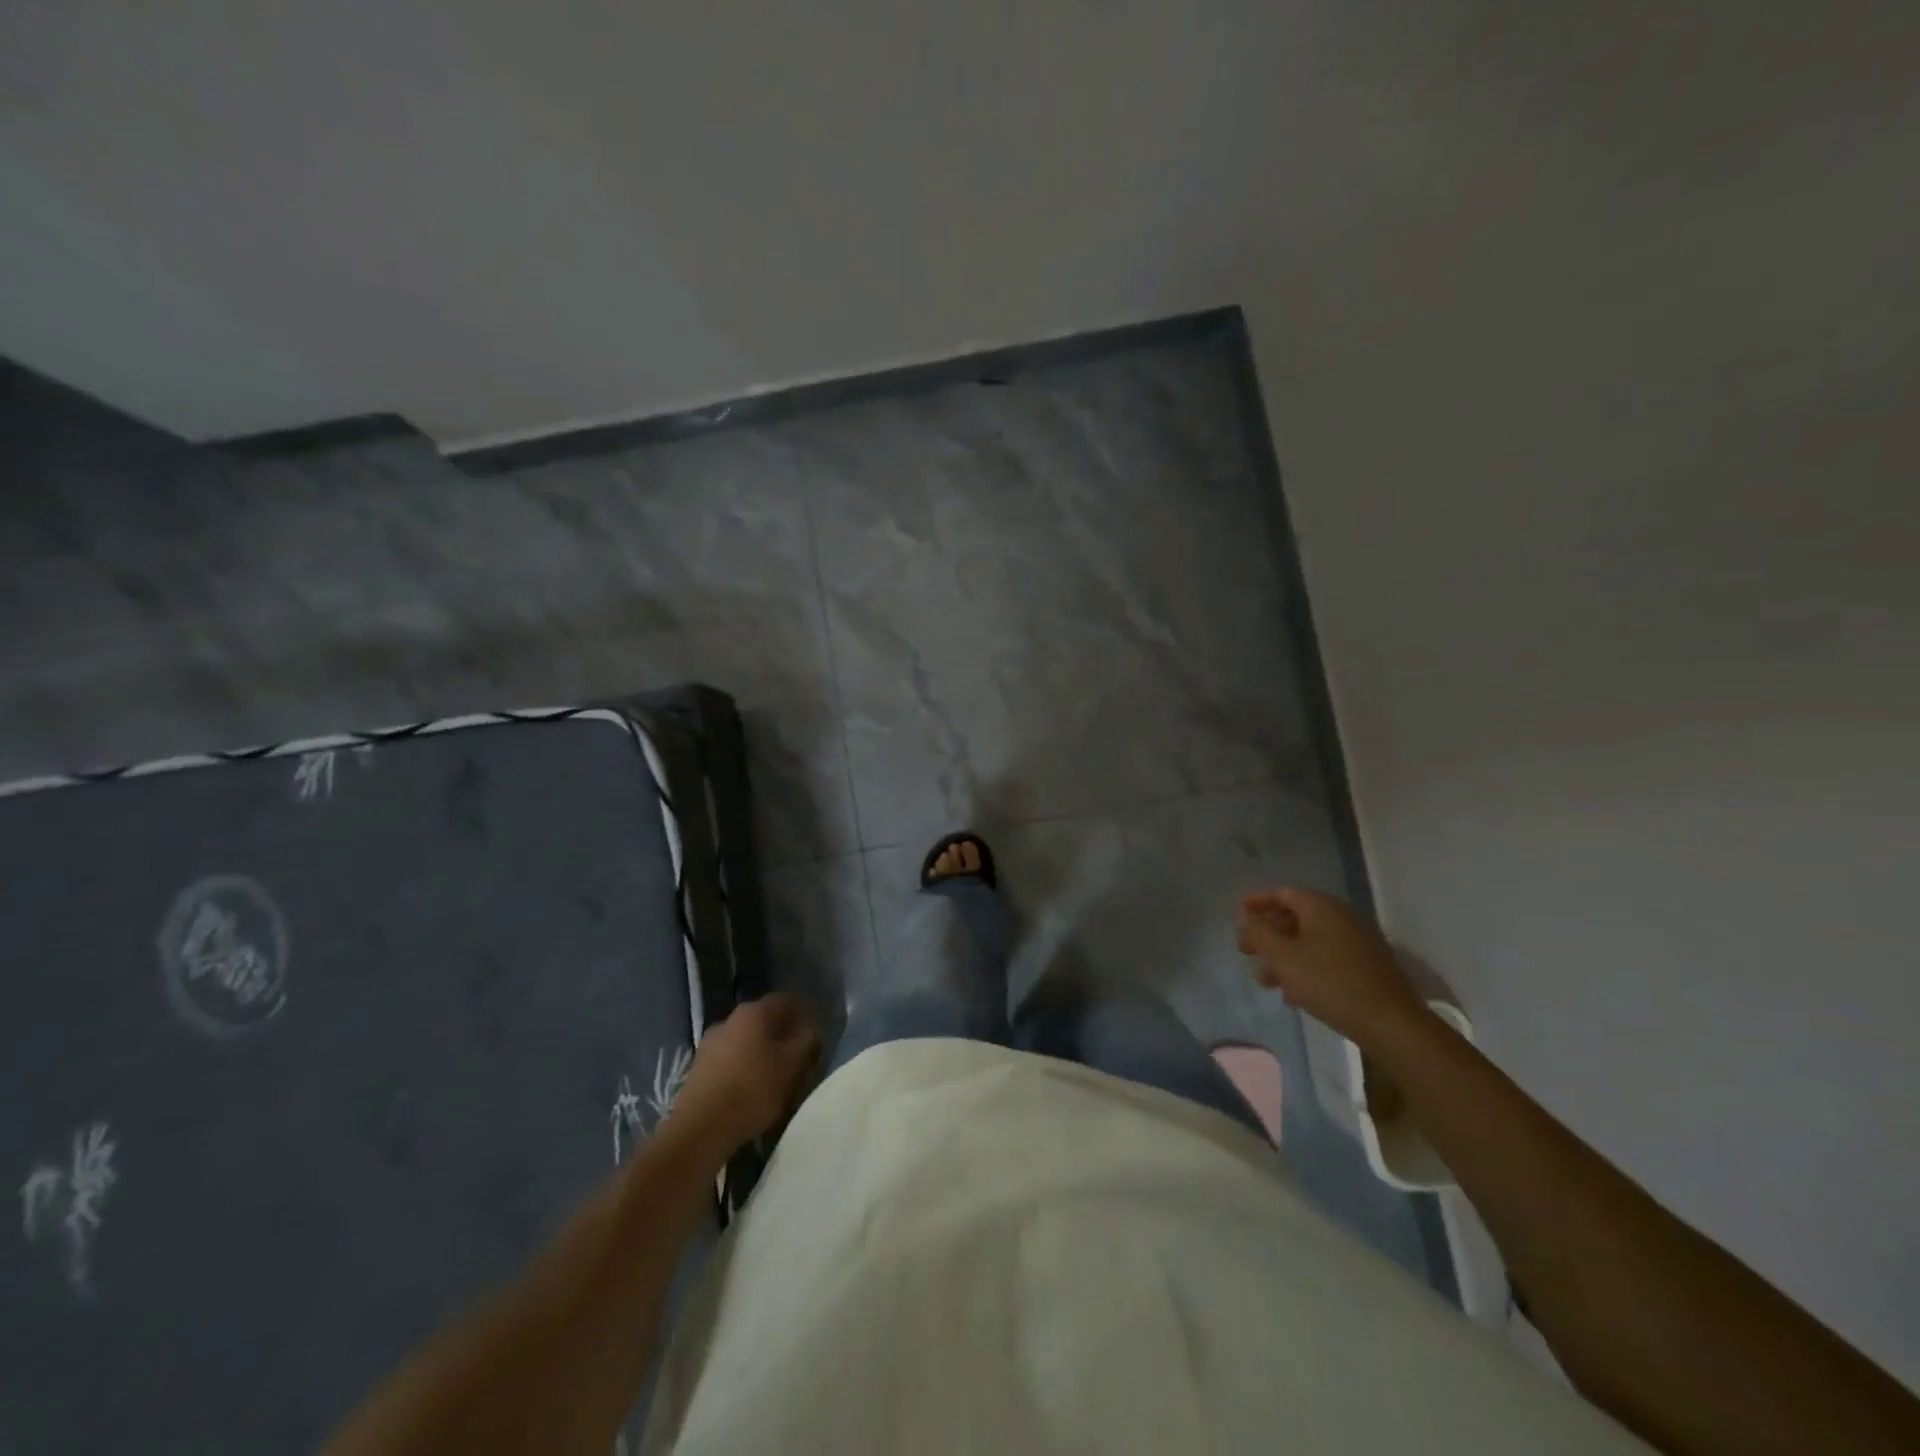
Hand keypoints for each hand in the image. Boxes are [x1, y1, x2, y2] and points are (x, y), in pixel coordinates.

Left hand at [672, 994, 820, 1151]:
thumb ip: (805, 1042)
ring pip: (745, 1039)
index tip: (813, 1033)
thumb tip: (810, 1029)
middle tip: (796, 1054)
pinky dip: (742, 1065)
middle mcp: (729, 1019)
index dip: (803, 1013)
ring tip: (773, 1074)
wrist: (699, 1129)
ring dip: (760, 1050)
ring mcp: (710, 1042)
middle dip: (781, 1033)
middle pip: (763, 1019)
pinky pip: (729, 1058)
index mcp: (754, 1012)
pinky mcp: (698, 1067)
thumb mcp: (791, 1067)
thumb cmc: (752, 1090)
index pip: (786, 1001)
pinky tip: (749, 1087)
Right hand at [1236, 888, 1427, 1046]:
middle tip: (1246, 953)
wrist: (1392, 1024)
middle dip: (1268, 935)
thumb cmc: (1330, 983)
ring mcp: (1359, 941)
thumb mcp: (1283, 957)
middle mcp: (1342, 917)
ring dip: (1284, 956)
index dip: (1256, 902)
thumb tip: (1246, 917)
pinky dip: (1306, 967)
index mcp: (1322, 907)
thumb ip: (1258, 932)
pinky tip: (1294, 994)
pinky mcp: (1368, 966)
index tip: (1237, 917)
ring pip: (1310, 941)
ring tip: (1267, 982)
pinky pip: (1327, 957)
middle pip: (1295, 917)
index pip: (1282, 893)